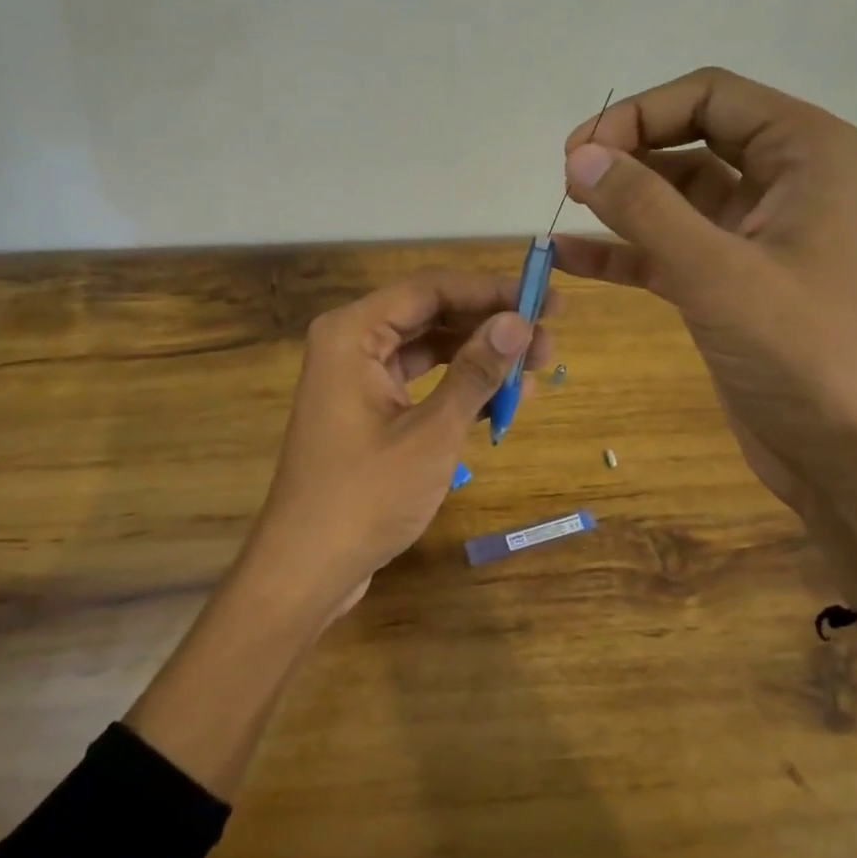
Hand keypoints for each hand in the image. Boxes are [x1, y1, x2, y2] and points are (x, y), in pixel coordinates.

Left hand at [242, 270, 553, 618]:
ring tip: (535, 369)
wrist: (307, 568)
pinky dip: (457, 385)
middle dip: (489, 325)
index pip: (430, 288)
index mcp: (352, 332)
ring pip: (428, 346)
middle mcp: (351, 342)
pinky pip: (419, 379)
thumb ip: (475, 372)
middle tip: (548, 341)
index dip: (490, 291)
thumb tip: (520, 321)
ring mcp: (357, 376)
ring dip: (478, 355)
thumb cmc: (366, 497)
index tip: (545, 302)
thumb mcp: (431, 433)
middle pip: (430, 313)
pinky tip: (501, 398)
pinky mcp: (367, 408)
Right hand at [555, 67, 856, 513]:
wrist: (847, 454)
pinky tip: (569, 257)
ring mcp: (752, 232)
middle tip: (569, 179)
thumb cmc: (801, 352)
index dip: (638, 113)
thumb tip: (579, 156)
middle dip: (627, 150)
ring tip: (564, 209)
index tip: (579, 152)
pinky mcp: (726, 279)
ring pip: (672, 192)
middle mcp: (783, 180)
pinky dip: (620, 248)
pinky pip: (665, 245)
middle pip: (688, 136)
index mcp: (806, 153)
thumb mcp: (717, 272)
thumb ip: (645, 208)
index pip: (710, 97)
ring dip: (619, 197)